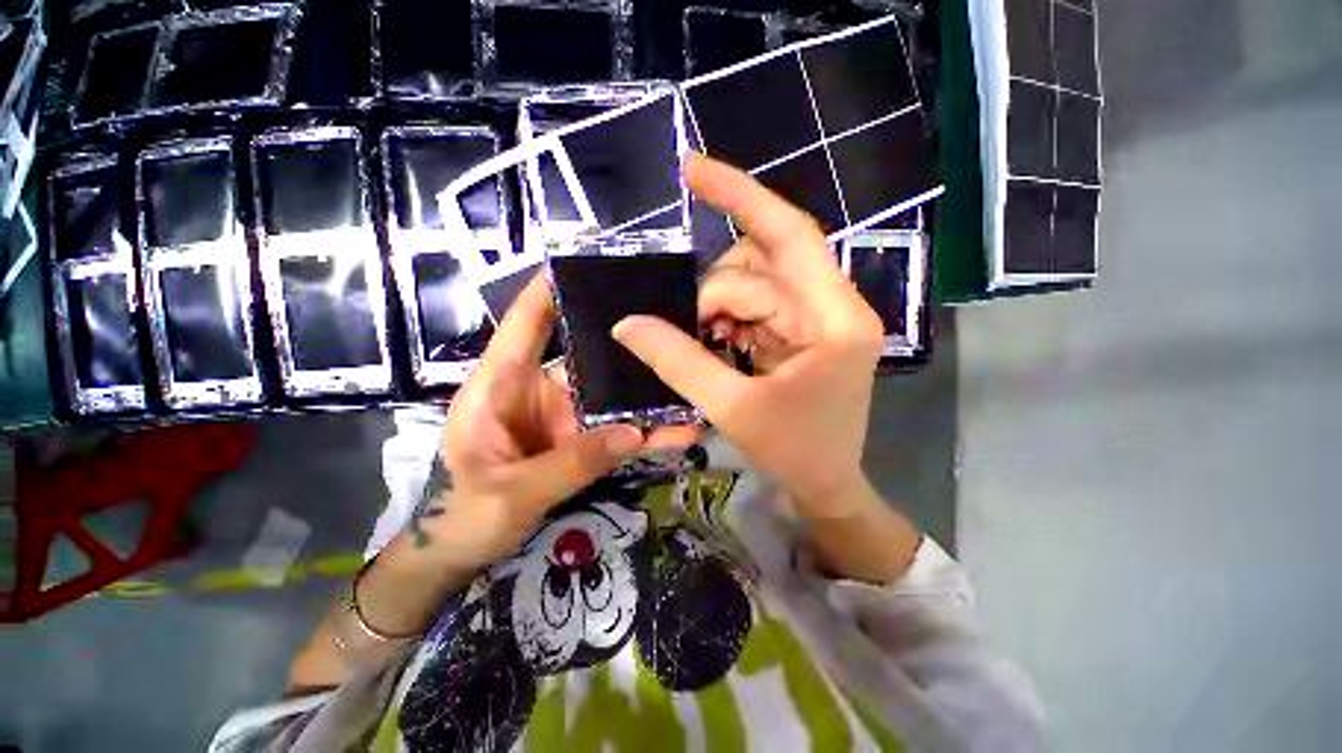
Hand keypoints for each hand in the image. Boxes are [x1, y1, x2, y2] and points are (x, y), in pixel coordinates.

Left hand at [422, 274, 700, 572]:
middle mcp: (537, 389)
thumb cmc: (463, 514)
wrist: (461, 551)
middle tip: (670, 320)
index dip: (550, 288)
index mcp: (500, 385)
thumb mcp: (512, 491)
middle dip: (625, 338)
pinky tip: (680, 431)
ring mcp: (564, 415)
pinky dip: (647, 431)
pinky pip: (618, 430)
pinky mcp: (581, 439)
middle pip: (586, 353)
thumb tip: (633, 433)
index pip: (526, 322)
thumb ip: (572, 463)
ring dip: (648, 393)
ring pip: (611, 395)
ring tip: (690, 383)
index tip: (587, 254)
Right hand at [614, 154, 885, 518]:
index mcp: (833, 319)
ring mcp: (818, 318)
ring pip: (754, 282)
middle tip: (692, 329)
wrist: (826, 484)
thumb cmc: (793, 452)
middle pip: (762, 263)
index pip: (788, 236)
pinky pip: (756, 304)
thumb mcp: (732, 408)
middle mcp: (833, 307)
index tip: (689, 168)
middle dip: (716, 293)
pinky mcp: (802, 330)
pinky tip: (720, 344)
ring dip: (719, 307)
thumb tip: (626, 324)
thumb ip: (678, 362)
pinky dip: (728, 319)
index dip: (740, 196)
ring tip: (708, 342)